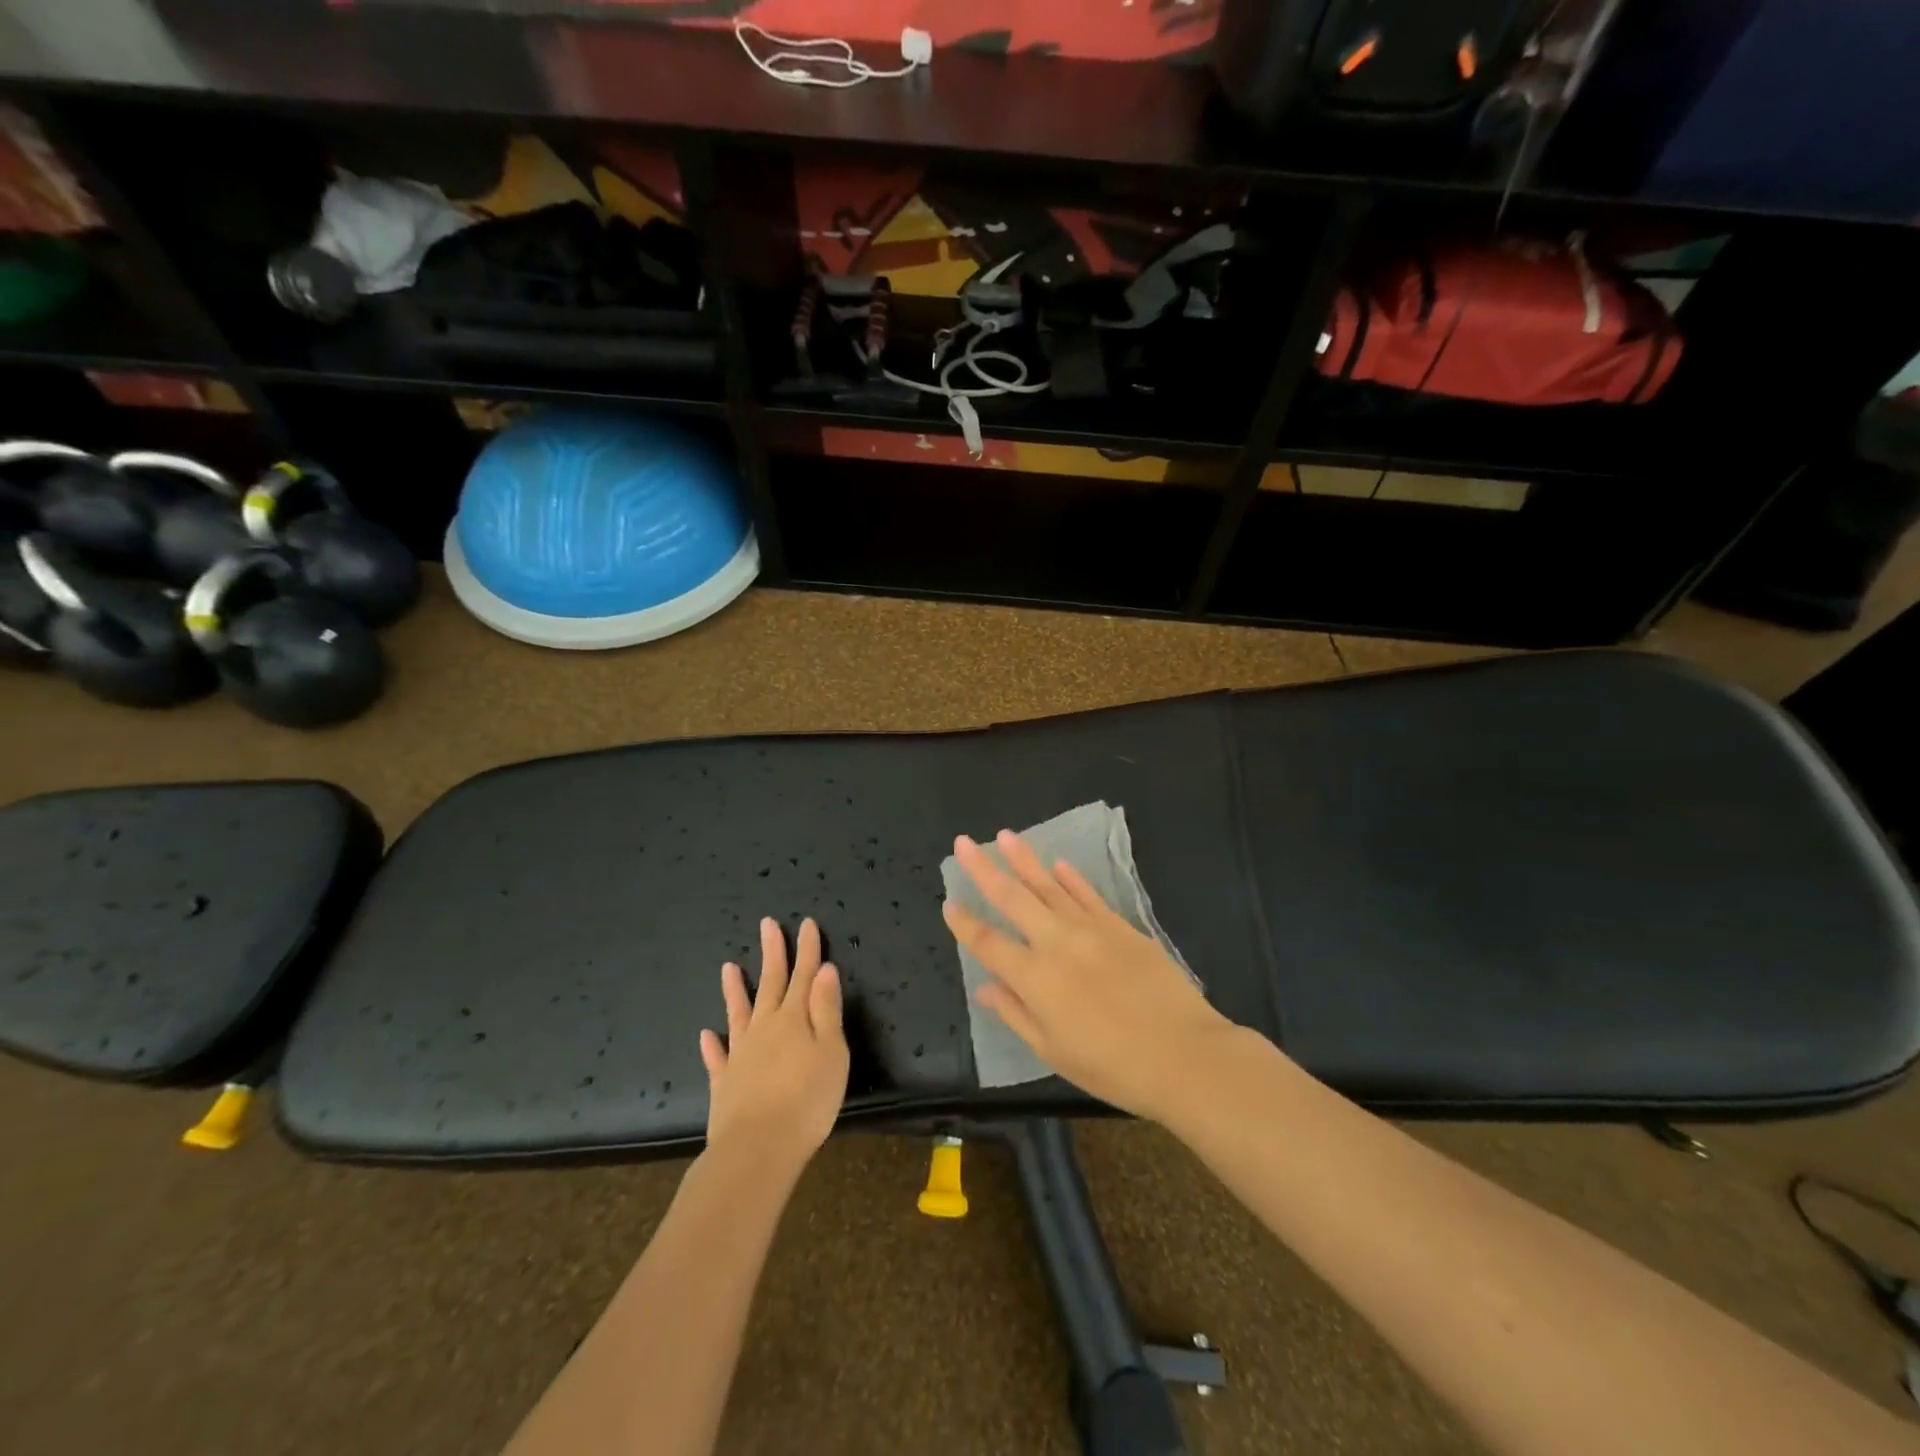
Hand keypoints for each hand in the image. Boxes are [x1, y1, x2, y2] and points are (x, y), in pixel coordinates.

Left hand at [699, 916, 848, 1174]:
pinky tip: (707, 1035)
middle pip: (771, 983)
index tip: (807, 923)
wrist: (757, 1149)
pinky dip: (713, 1045)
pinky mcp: (724, 1083)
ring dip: (735, 990)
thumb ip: (826, 1010)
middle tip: (768, 924)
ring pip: (739, 1013)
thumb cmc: (807, 1101)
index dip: (807, 949)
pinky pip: (717, 1057)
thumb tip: (824, 970)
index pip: (804, 975)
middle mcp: (765, 1028)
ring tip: (728, 967)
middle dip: (773, 953)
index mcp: (794, 1019)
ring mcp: (740, 1054)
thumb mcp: (832, 1053)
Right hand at [943, 831, 1235, 1121]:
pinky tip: (1057, 863)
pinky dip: (1071, 877)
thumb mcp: (1053, 1051)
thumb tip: (984, 988)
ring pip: (1049, 886)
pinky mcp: (1121, 926)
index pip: (988, 943)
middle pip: (1012, 898)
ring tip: (1005, 836)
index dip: (965, 923)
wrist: (1184, 1055)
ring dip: (1024, 859)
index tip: (948, 902)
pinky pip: (1088, 894)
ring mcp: (1091, 929)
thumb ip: (1015, 1014)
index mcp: (1034, 978)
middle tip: (963, 842)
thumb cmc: (1113, 1067)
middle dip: (983, 869)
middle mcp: (1056, 943)